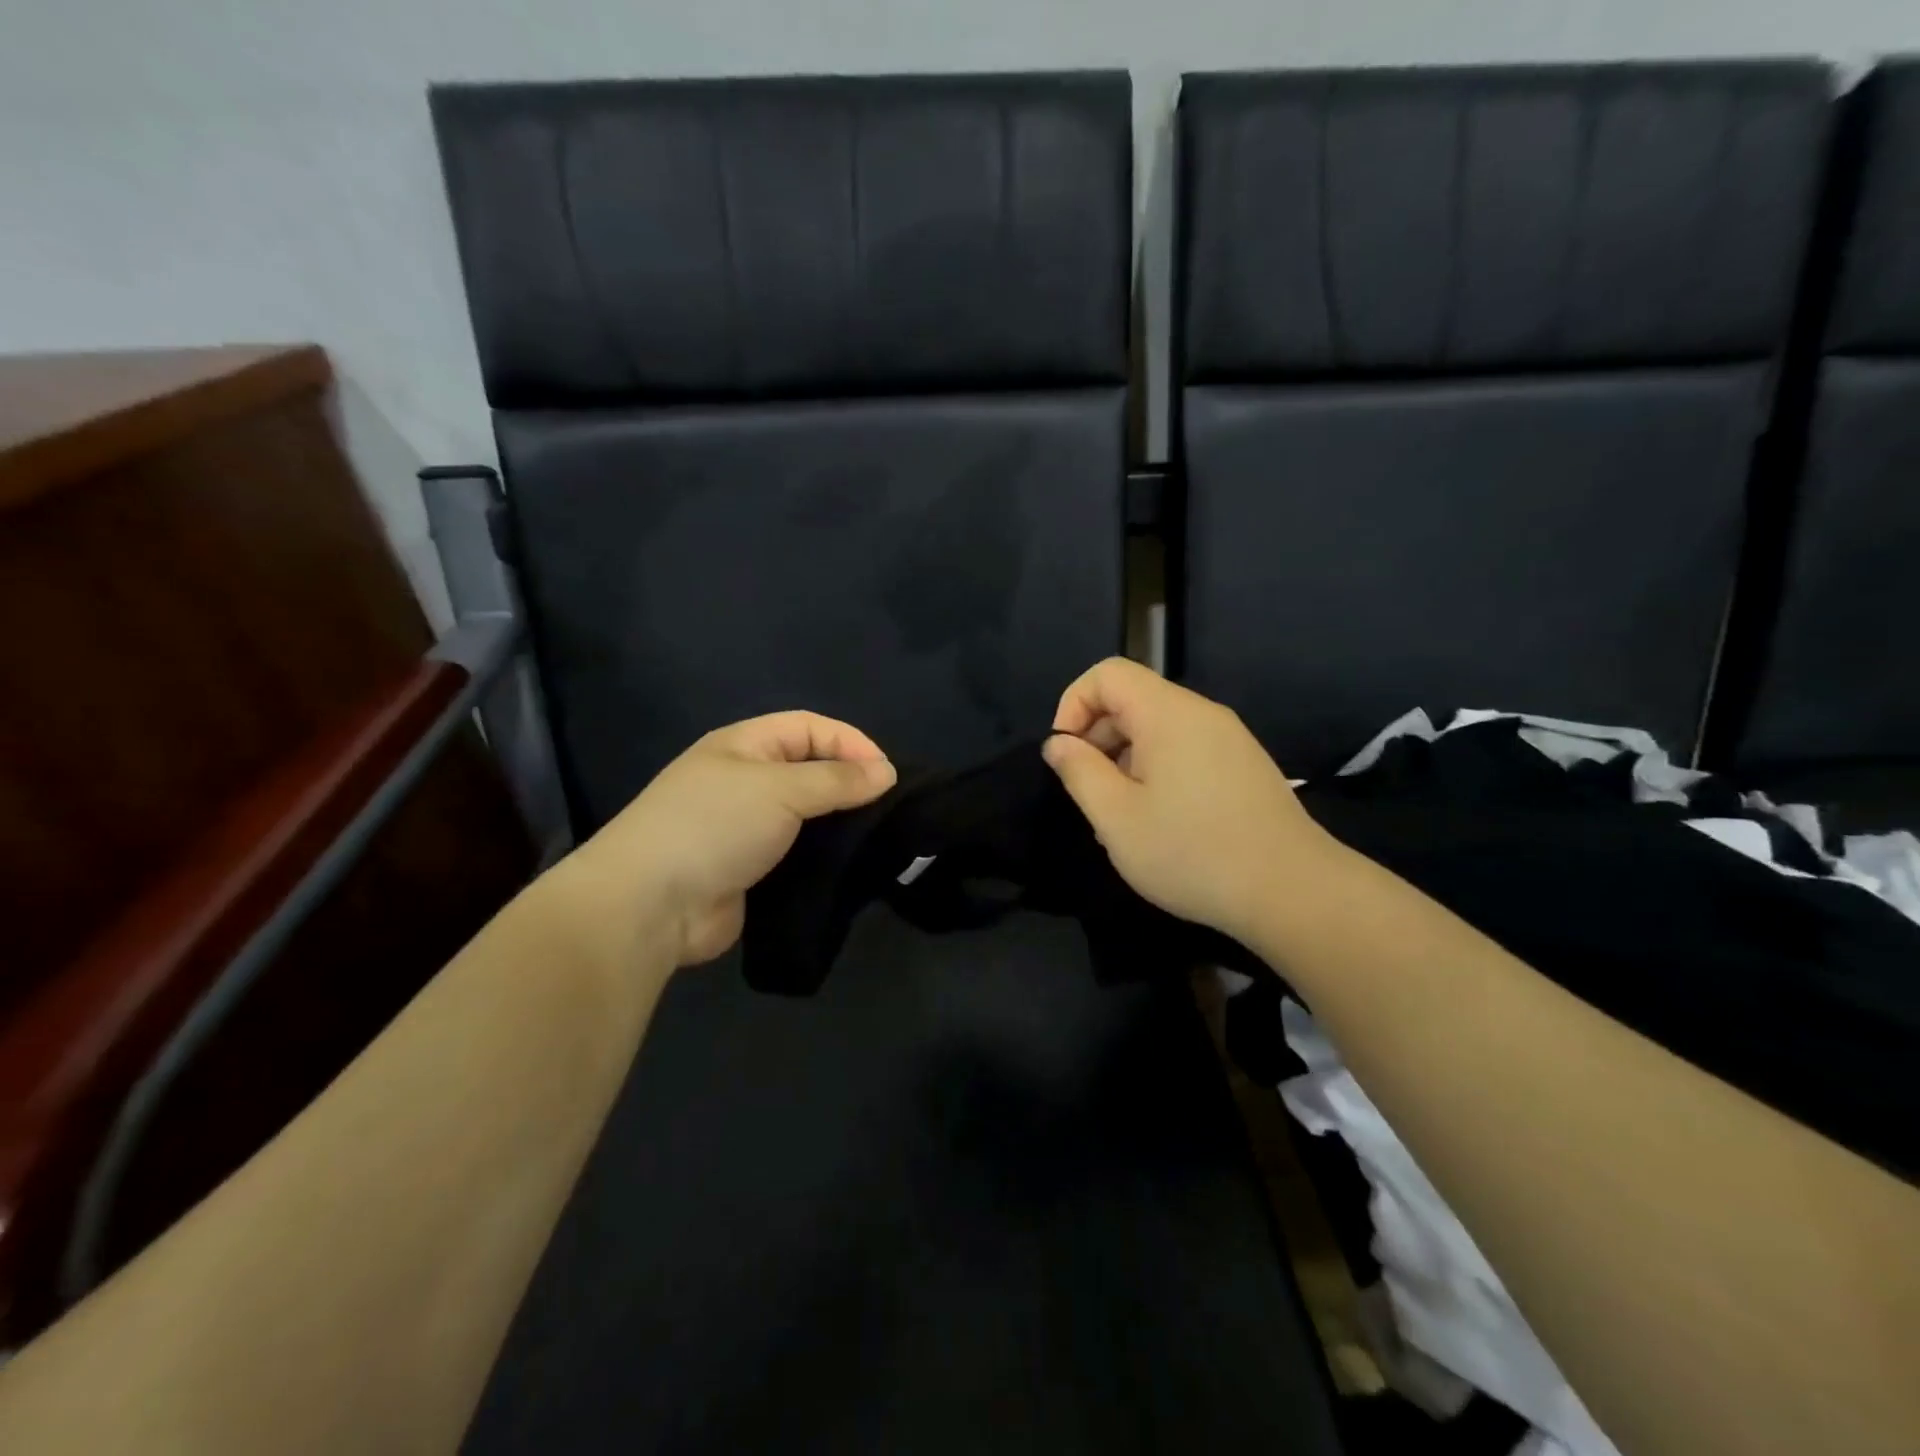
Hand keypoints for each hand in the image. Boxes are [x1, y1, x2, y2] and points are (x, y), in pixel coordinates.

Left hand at [568, 712, 896, 967]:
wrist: (651, 905)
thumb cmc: (714, 826)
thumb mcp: (780, 790)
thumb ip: (836, 779)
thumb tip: (886, 772)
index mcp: (743, 745)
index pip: (810, 727)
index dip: (850, 742)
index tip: (887, 774)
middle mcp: (744, 779)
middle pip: (809, 767)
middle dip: (849, 780)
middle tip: (887, 805)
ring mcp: (745, 826)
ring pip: (806, 813)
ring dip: (839, 820)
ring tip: (877, 834)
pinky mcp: (751, 868)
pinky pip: (797, 851)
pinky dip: (823, 854)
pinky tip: (850, 863)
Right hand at [1042, 658, 1337, 947]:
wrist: (1293, 892)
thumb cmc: (1192, 852)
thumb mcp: (1116, 817)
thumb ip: (1079, 772)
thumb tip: (1059, 743)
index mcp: (1168, 713)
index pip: (1107, 674)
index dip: (1073, 704)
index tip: (1065, 754)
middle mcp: (1201, 714)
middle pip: (1132, 699)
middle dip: (1097, 737)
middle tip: (1089, 794)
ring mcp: (1229, 739)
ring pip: (1158, 729)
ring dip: (1124, 761)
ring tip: (1120, 818)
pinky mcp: (1243, 766)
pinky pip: (1185, 751)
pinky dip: (1156, 772)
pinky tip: (1158, 823)